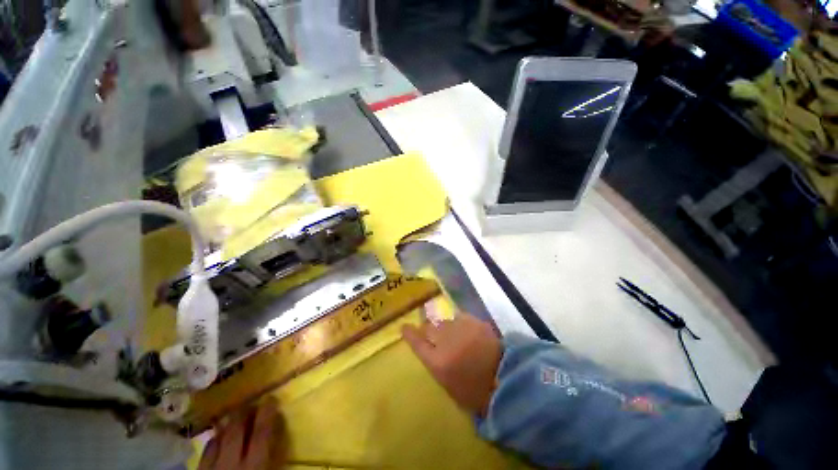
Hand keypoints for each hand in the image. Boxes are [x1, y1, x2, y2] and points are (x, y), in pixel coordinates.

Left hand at [198, 397, 286, 469]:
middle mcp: (231, 461)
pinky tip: (218, 437)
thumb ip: (274, 456)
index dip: (267, 412)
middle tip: (251, 401)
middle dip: (243, 412)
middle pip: (236, 430)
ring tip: (234, 415)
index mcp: (254, 464)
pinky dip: (214, 440)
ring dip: (227, 424)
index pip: (262, 432)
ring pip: (218, 438)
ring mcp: (212, 467)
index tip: (271, 397)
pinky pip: (205, 452)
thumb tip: (278, 430)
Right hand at [401, 313, 501, 416]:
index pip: (417, 343)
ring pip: (443, 320)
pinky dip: (458, 322)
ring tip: (450, 332)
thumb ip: (435, 364)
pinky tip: (463, 329)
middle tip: (429, 331)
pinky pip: (458, 317)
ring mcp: (459, 328)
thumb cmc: (475, 391)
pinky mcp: (473, 321)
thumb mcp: (448, 385)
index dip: (409, 334)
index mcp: (437, 362)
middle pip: (428, 327)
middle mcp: (445, 341)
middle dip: (426, 328)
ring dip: (443, 326)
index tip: (403, 326)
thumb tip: (429, 349)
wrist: (505, 379)